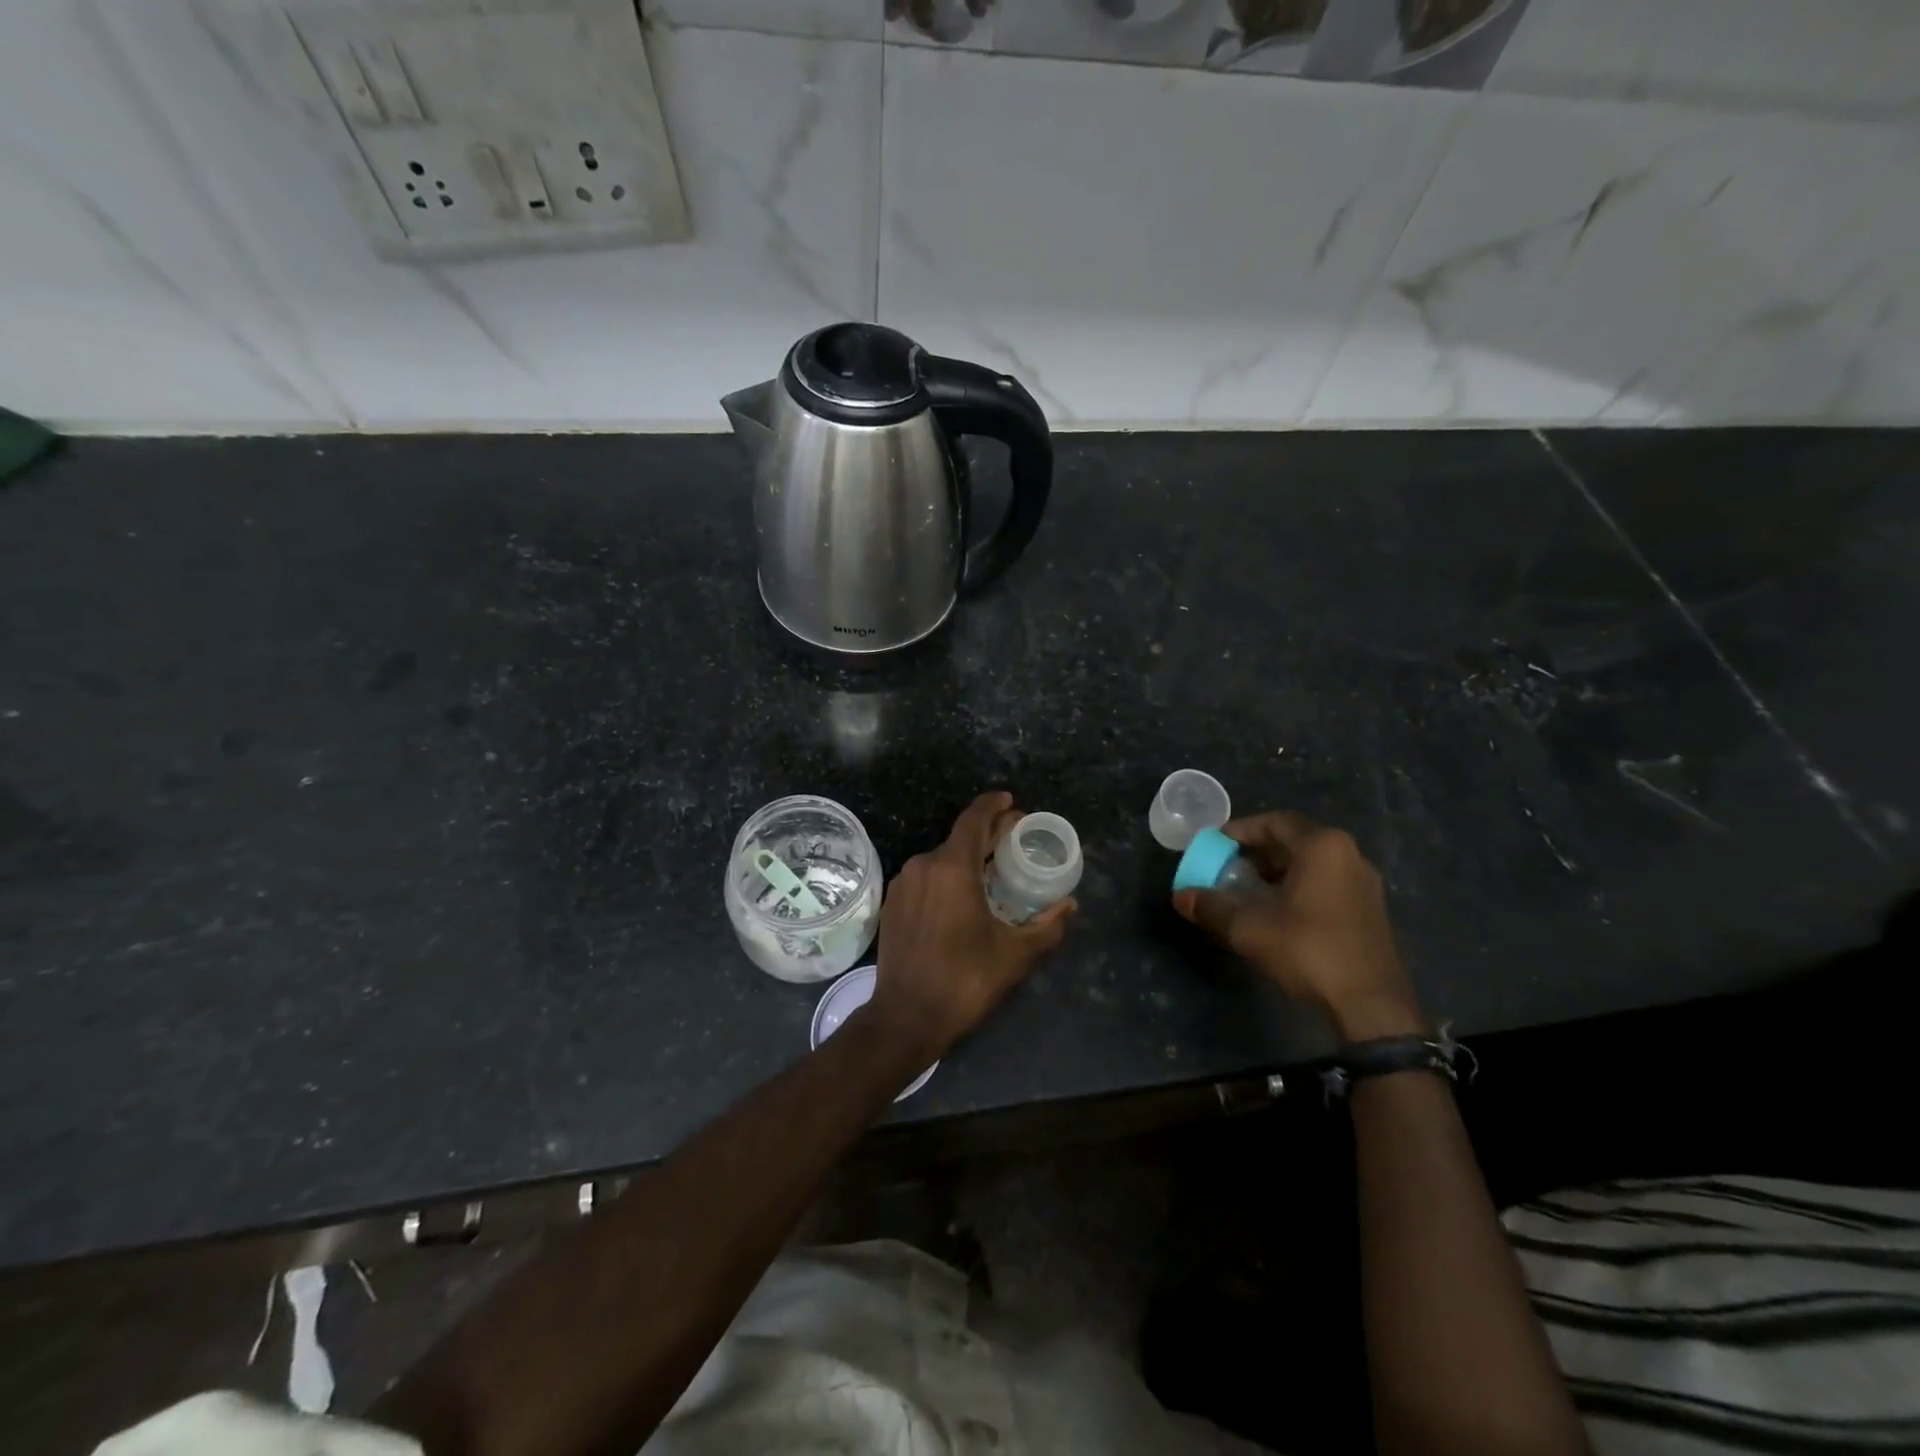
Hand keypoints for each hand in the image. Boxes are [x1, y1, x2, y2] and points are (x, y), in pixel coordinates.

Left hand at [865, 791, 1075, 1060]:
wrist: (905, 1017)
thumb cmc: (965, 980)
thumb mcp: (1016, 955)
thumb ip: (1048, 926)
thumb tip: (1070, 905)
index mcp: (952, 868)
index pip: (974, 819)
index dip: (994, 805)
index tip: (1011, 801)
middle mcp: (924, 866)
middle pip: (960, 837)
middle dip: (989, 834)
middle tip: (1014, 839)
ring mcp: (903, 885)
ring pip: (941, 859)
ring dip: (967, 858)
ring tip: (993, 871)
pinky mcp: (892, 904)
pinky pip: (925, 878)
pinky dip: (947, 877)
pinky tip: (962, 897)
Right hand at [1173, 811, 1421, 1040]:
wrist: (1371, 1005)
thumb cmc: (1308, 950)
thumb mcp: (1249, 927)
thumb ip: (1211, 906)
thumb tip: (1181, 897)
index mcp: (1322, 846)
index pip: (1273, 822)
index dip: (1239, 830)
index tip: (1214, 846)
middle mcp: (1348, 855)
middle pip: (1292, 841)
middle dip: (1255, 853)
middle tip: (1226, 869)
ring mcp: (1364, 883)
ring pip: (1309, 864)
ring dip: (1275, 873)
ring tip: (1246, 892)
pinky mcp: (1370, 910)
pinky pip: (1325, 883)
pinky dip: (1296, 888)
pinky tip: (1276, 913)